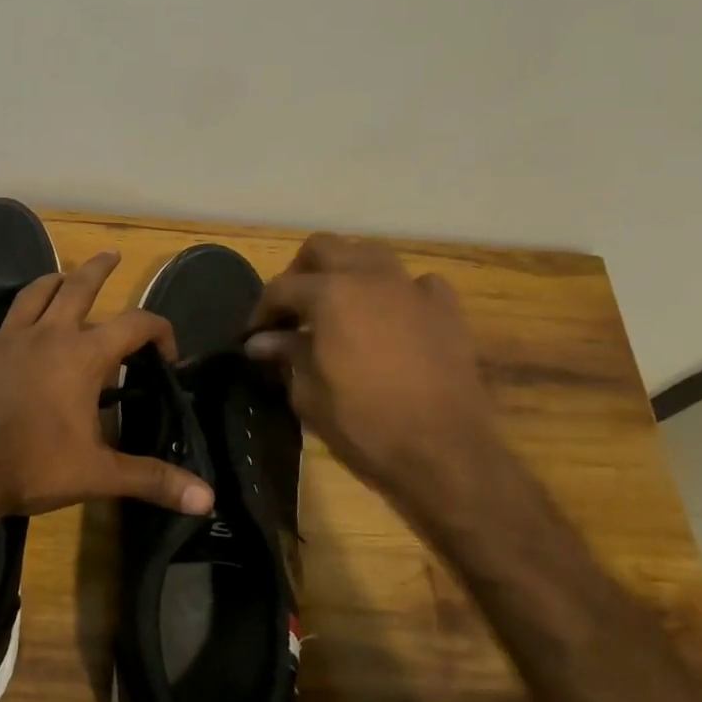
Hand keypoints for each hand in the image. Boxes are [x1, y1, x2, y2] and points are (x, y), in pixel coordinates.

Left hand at [0, 250, 215, 524]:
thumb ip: (153, 480)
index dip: (159, 330)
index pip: (135, 325)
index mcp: (84, 356)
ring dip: (48, 281)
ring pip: (31, 296)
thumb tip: (208, 499)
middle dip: (98, 270)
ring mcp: (5, 338)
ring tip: (61, 275)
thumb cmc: (34, 466)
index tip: (168, 354)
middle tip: (111, 254)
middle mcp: (48, 335)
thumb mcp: (99, 474)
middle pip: (78, 288)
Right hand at [246, 234, 502, 514]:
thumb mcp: (309, 394)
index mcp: (330, 294)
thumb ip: (286, 355)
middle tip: (292, 309)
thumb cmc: (365, 425)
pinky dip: (398, 292)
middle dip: (300, 272)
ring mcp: (412, 289)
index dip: (263, 310)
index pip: (282, 287)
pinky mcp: (446, 309)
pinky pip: (417, 283)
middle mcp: (370, 277)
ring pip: (371, 254)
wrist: (444, 453)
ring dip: (347, 270)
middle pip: (324, 248)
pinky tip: (393, 318)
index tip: (255, 336)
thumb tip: (262, 341)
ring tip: (338, 304)